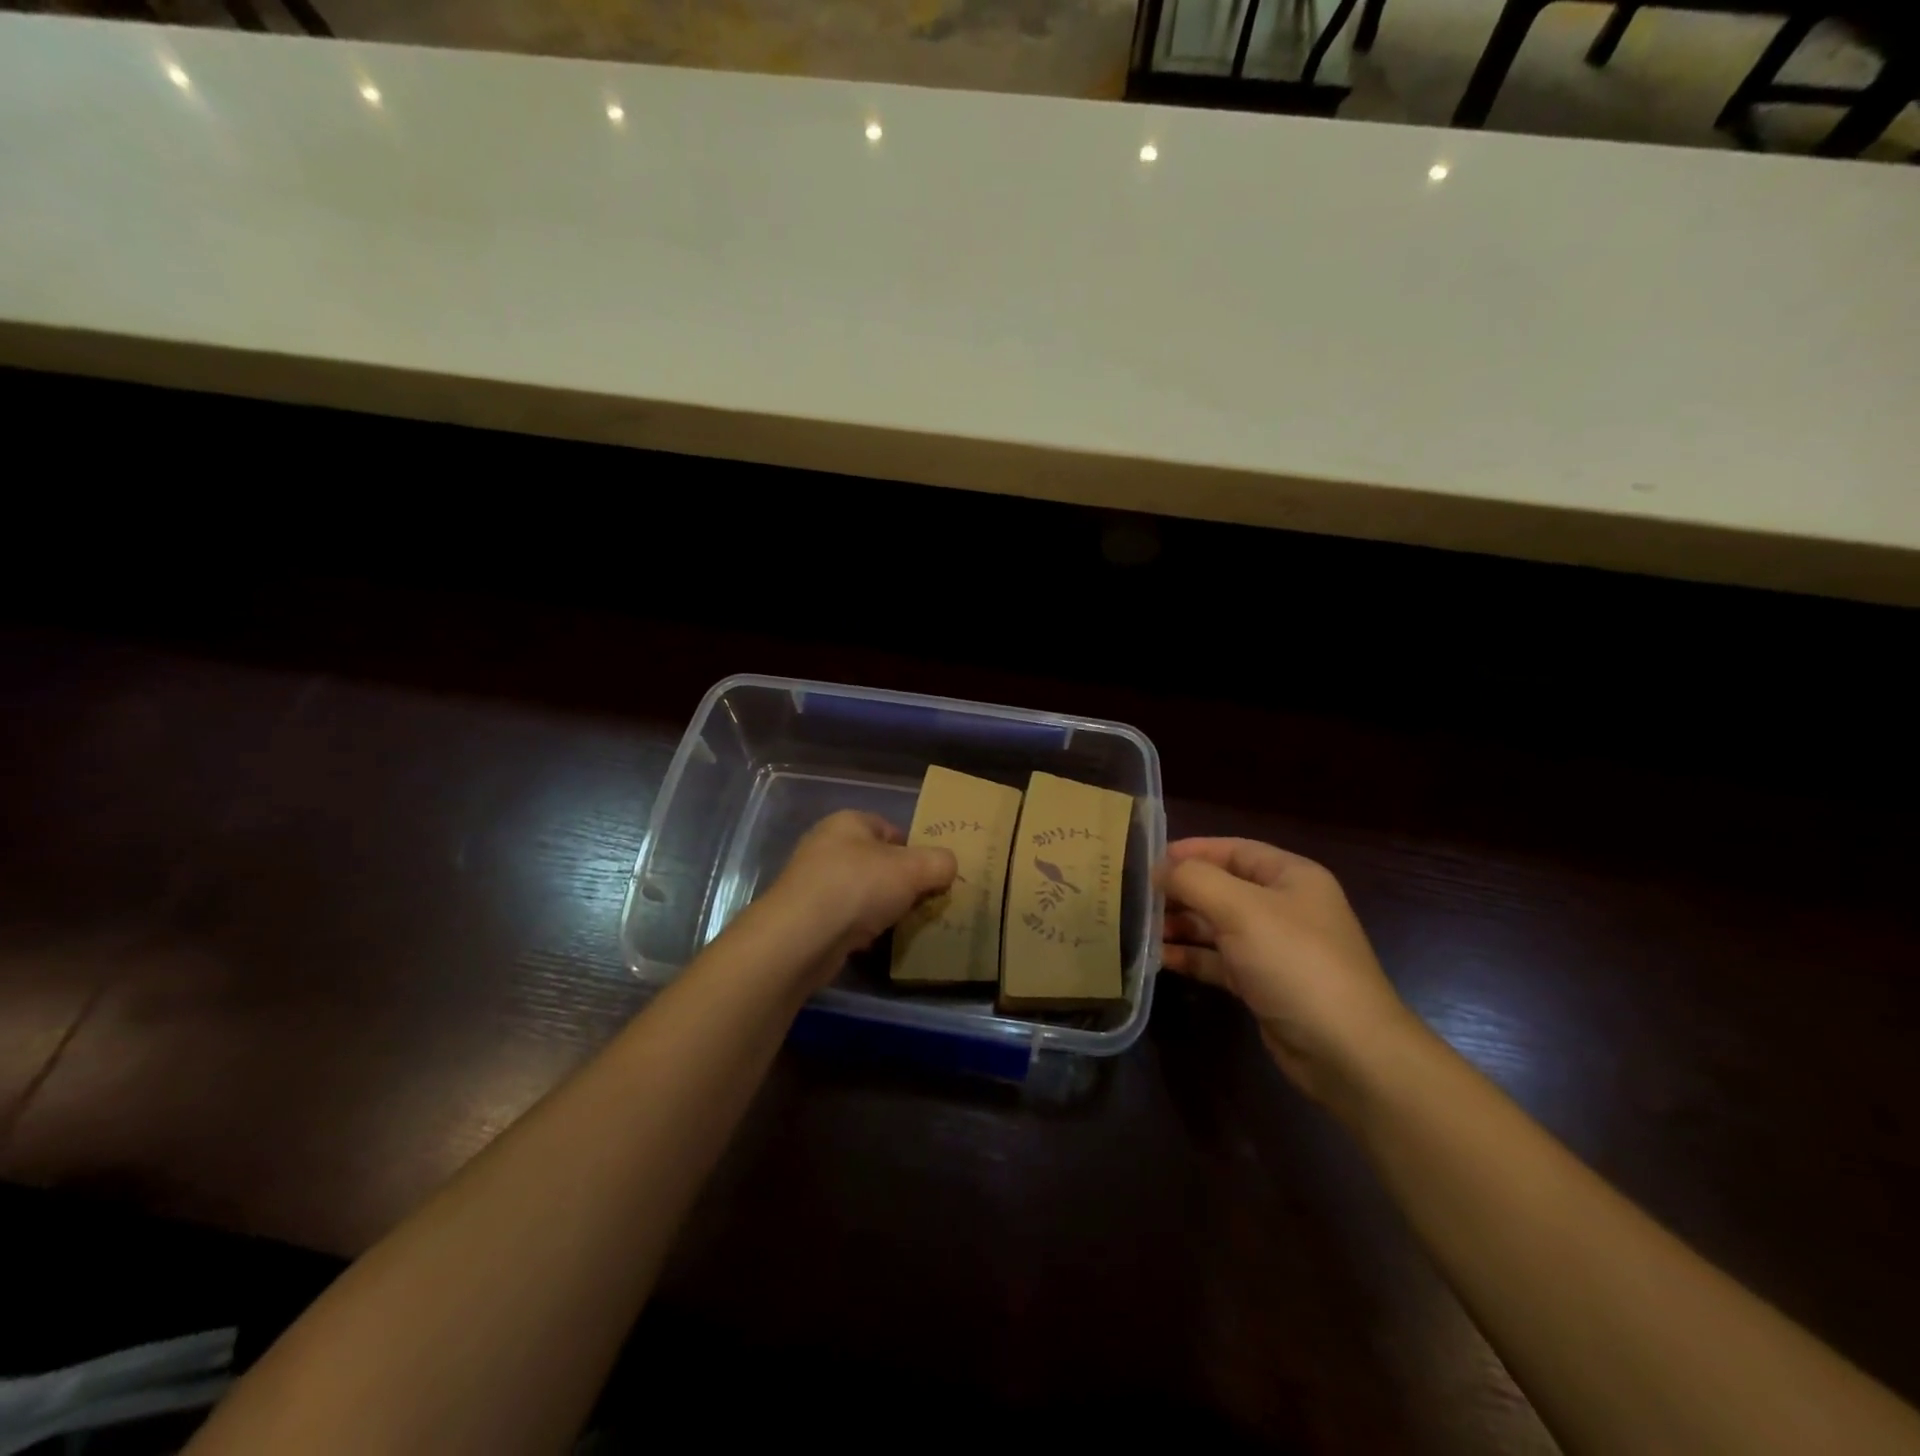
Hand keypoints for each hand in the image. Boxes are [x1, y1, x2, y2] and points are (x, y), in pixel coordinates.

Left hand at [763, 811, 956, 986]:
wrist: (800, 938)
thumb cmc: (858, 887)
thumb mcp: (913, 869)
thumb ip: (939, 862)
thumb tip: (949, 866)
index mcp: (849, 822)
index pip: (891, 829)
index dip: (915, 850)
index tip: (932, 877)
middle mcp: (827, 846)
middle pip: (877, 862)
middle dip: (901, 883)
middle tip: (923, 903)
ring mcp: (814, 883)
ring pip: (862, 892)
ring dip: (882, 908)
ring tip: (904, 926)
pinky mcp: (808, 917)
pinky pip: (846, 919)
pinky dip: (863, 930)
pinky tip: (876, 944)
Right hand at [1160, 837, 1421, 1103]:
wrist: (1347, 1052)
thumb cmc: (1295, 963)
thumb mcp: (1241, 909)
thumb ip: (1194, 880)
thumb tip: (1159, 869)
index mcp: (1290, 876)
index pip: (1232, 849)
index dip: (1190, 851)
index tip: (1146, 861)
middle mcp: (1283, 906)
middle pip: (1221, 887)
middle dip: (1180, 891)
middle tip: (1134, 898)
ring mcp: (1274, 948)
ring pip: (1216, 925)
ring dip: (1180, 925)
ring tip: (1139, 929)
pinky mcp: (1263, 984)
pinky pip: (1219, 960)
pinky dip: (1191, 957)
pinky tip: (1159, 958)